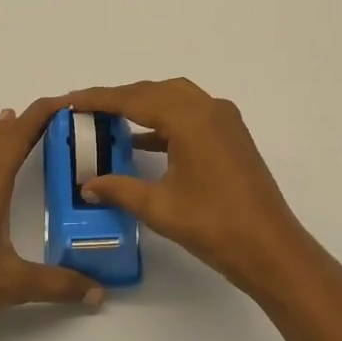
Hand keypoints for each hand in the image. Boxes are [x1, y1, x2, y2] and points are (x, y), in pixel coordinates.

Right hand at [58, 79, 308, 294]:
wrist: (271, 248)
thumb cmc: (214, 226)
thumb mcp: (159, 207)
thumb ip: (120, 189)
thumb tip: (88, 184)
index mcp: (189, 118)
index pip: (134, 99)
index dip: (99, 98)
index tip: (70, 98)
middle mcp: (208, 108)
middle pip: (154, 91)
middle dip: (119, 99)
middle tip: (86, 110)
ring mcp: (224, 120)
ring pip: (174, 99)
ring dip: (143, 106)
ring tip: (109, 121)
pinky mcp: (231, 135)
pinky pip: (190, 114)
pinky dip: (164, 121)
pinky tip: (142, 142)